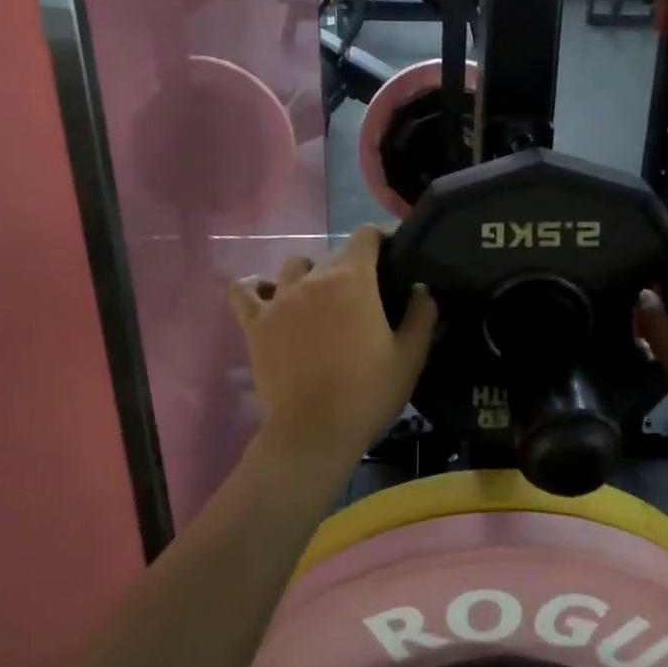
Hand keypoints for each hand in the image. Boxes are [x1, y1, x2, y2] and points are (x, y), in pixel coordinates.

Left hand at [230, 227, 435, 480]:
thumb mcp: (410, 356)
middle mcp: (314, 278)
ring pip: (294, 266)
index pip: (365, 235)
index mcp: (354, 279)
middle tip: (363, 297)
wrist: (314, 431)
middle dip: (351, 267)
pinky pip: (246, 289)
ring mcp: (280, 298)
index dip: (379, 239)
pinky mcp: (255, 322)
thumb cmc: (368, 393)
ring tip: (318, 300)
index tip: (390, 255)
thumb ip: (421, 315)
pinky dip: (257, 287)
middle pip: (334, 254)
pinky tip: (269, 297)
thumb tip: (421, 289)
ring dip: (309, 275)